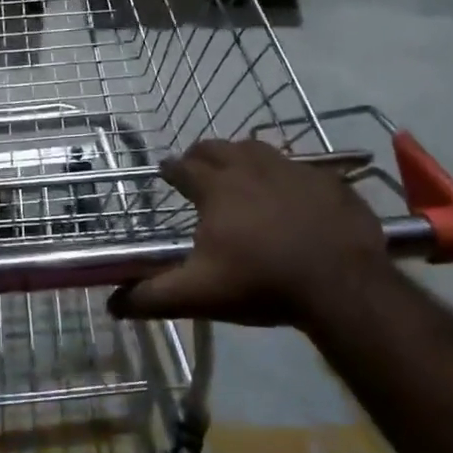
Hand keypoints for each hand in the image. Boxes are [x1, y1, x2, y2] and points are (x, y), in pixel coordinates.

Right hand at [109, 140, 389, 327]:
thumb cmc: (261, 283)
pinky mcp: (328, 181)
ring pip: (258, 148)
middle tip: (197, 165)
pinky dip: (287, 173)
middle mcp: (250, 168)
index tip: (165, 171)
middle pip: (219, 148)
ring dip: (242, 154)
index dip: (171, 168)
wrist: (341, 284)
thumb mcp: (199, 294)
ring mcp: (293, 170)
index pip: (184, 168)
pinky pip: (301, 166)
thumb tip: (111, 305)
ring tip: (240, 167)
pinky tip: (292, 188)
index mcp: (216, 189)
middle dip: (203, 154)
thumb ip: (152, 297)